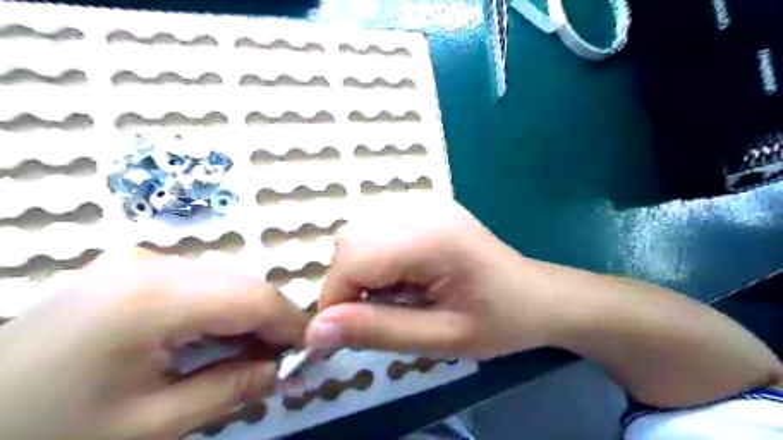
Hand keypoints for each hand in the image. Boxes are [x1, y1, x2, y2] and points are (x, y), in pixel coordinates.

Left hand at [1, 250, 308, 439]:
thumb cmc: (47, 435)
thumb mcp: (150, 426)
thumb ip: (231, 388)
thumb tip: (285, 371)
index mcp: (152, 298)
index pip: (254, 297)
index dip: (291, 323)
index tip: (310, 353)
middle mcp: (151, 263)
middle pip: (241, 285)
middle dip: (270, 322)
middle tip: (281, 363)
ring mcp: (137, 260)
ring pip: (223, 282)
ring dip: (246, 317)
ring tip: (251, 356)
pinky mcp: (130, 268)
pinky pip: (197, 283)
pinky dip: (219, 311)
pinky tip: (214, 341)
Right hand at [303, 197, 559, 357]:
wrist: (538, 295)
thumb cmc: (500, 322)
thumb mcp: (442, 339)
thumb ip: (378, 332)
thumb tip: (316, 331)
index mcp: (433, 239)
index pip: (354, 258)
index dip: (334, 299)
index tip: (340, 334)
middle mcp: (423, 209)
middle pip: (350, 239)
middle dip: (346, 283)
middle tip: (375, 316)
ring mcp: (425, 203)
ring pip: (358, 230)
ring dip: (358, 269)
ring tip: (393, 296)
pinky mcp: (426, 207)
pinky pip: (376, 227)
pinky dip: (373, 255)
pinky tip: (402, 275)